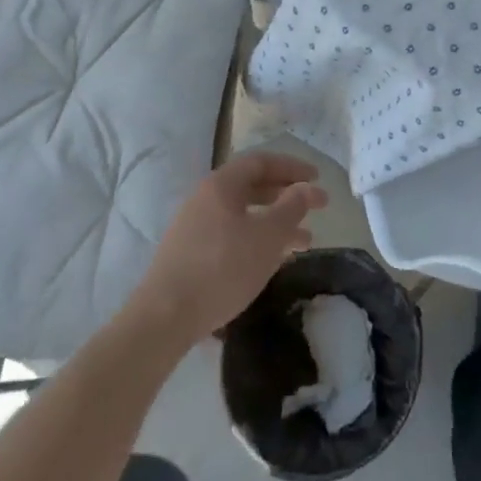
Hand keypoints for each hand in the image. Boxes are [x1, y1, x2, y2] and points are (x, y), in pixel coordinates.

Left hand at [132, 152, 328, 344]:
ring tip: (305, 242)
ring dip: (276, 223)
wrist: (164, 318)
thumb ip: (291, 208)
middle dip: (287, 196)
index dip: (292, 167)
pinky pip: (232, 235)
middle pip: (252, 186)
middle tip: (315, 207)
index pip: (261, 162)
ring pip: (244, 215)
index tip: (317, 179)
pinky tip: (272, 260)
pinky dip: (257, 240)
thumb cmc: (221, 268)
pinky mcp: (190, 254)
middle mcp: (205, 199)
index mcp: (222, 185)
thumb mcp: (267, 237)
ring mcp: (194, 227)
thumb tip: (306, 187)